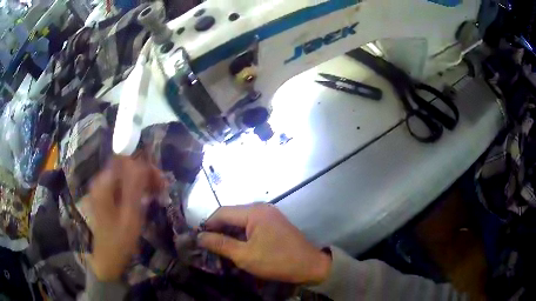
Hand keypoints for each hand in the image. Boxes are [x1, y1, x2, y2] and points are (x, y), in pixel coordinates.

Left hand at [85, 156, 163, 280]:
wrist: (108, 259)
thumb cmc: (119, 240)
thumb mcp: (130, 215)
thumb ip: (135, 187)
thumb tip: (143, 163)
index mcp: (104, 183)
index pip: (125, 161)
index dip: (144, 165)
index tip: (160, 178)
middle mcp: (101, 182)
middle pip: (125, 167)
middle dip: (144, 174)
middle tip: (162, 187)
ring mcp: (102, 190)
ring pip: (125, 176)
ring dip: (142, 182)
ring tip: (158, 193)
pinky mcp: (106, 198)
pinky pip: (122, 186)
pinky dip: (135, 190)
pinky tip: (146, 198)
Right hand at [197, 203, 331, 284]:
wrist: (309, 265)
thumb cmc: (276, 261)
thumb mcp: (245, 255)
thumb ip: (221, 244)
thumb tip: (200, 237)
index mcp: (254, 212)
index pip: (222, 212)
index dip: (208, 224)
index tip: (199, 238)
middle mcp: (261, 207)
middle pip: (231, 214)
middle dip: (218, 229)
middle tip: (208, 244)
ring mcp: (269, 214)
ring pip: (241, 220)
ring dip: (229, 232)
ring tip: (220, 246)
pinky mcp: (274, 222)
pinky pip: (251, 224)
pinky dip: (242, 233)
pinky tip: (237, 245)